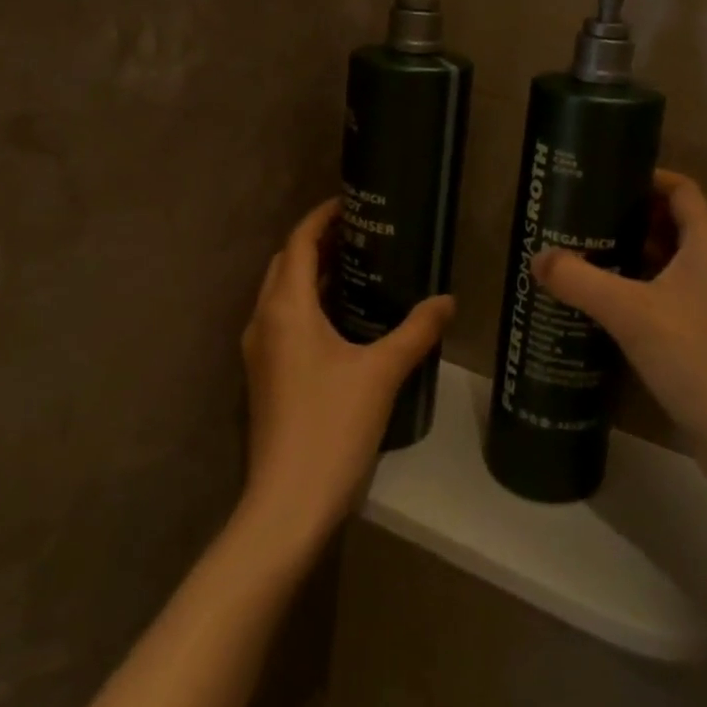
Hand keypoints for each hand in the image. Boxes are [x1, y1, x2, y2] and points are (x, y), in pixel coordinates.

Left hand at [238, 199, 452, 552]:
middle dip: (316, 243)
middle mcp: (264, 321)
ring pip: (281, 295)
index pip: (297, 243)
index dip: (320, 217)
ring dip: (311, 275)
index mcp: (286, 308)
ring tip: (357, 269)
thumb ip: (417, 330)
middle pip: (285, 264)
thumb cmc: (333, 425)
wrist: (288, 502)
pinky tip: (343, 320)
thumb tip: (448, 300)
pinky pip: (283, 322)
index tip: (350, 203)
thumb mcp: (382, 372)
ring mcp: (259, 352)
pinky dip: (308, 305)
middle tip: (361, 234)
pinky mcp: (264, 377)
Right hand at [532, 170, 706, 482]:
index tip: (601, 180)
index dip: (644, 178)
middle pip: (672, 222)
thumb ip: (579, 279)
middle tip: (579, 218)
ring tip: (582, 253)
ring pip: (669, 261)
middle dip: (627, 218)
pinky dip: (639, 288)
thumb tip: (537, 258)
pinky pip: (669, 293)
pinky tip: (603, 301)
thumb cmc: (694, 355)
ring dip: (630, 255)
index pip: (680, 189)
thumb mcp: (628, 311)